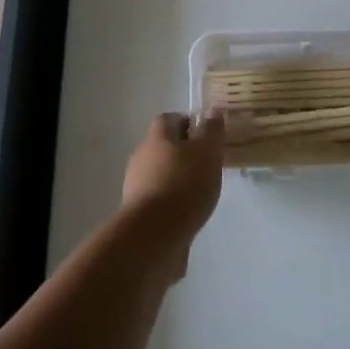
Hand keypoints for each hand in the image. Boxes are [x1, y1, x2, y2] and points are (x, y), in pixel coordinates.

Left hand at [121, 112, 224, 276]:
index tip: (206, 136)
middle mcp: (142, 157)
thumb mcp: (207, 152)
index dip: (188, 123)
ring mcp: (137, 186)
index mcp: (157, 137)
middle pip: (163, 147)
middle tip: (208, 164)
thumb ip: (212, 131)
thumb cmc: (184, 184)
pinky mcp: (139, 214)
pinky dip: (173, 203)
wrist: (154, 236)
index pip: (169, 119)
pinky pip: (159, 200)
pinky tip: (189, 214)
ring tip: (201, 192)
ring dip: (178, 179)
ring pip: (160, 174)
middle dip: (184, 153)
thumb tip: (213, 112)